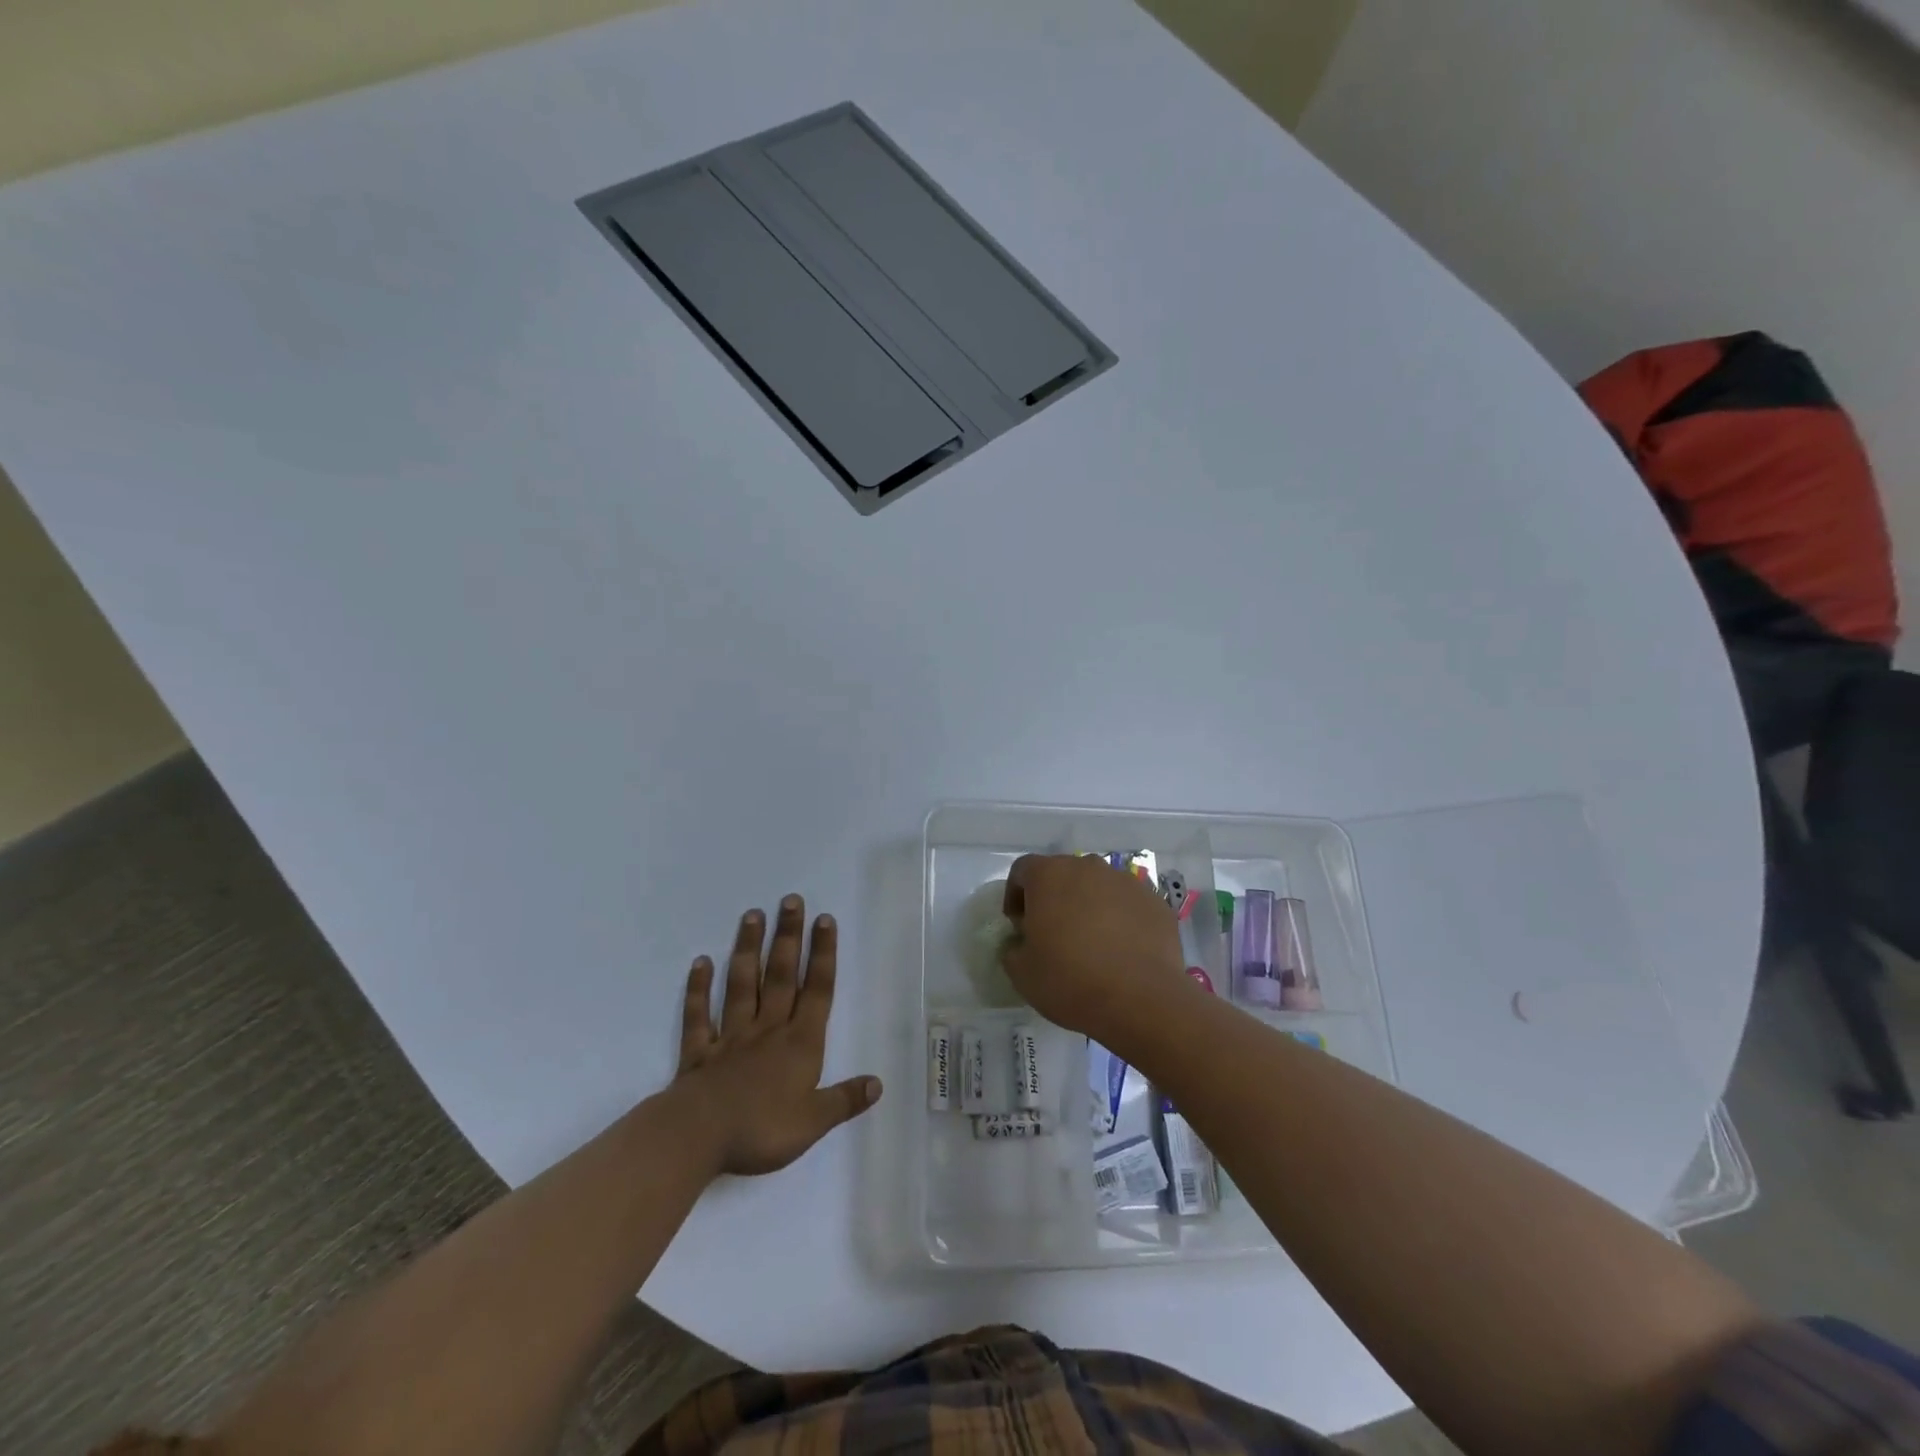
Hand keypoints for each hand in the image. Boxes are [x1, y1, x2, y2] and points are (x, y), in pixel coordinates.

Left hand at [673, 896, 881, 1176]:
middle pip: (780, 976)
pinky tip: (700, 963)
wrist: (698, 1137)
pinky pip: (698, 1016)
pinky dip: (698, 989)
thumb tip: (878, 1083)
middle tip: (790, 900)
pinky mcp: (699, 1052)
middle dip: (788, 937)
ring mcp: (730, 1037)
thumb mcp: (814, 1122)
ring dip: (747, 949)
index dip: (822, 955)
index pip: (816, 991)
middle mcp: (767, 1030)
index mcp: (799, 1044)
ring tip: (752, 915)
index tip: (824, 920)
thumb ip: (844, 1099)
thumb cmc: (761, 1129)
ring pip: (741, 985)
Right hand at [1000, 854, 1189, 1047]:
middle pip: (1062, 874)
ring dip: (1088, 906)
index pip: (1022, 870)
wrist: (1141, 1000)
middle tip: (1053, 933)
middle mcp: (1088, 867)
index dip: (1015, 895)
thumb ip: (1013, 948)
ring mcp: (1125, 882)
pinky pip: (1127, 904)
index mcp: (1049, 875)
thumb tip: (1022, 943)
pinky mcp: (1154, 902)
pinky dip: (1120, 919)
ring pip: (1097, 887)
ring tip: (1091, 943)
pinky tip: (1120, 951)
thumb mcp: (1021, 972)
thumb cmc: (1070, 980)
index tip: (1019, 925)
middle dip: (1054, 898)